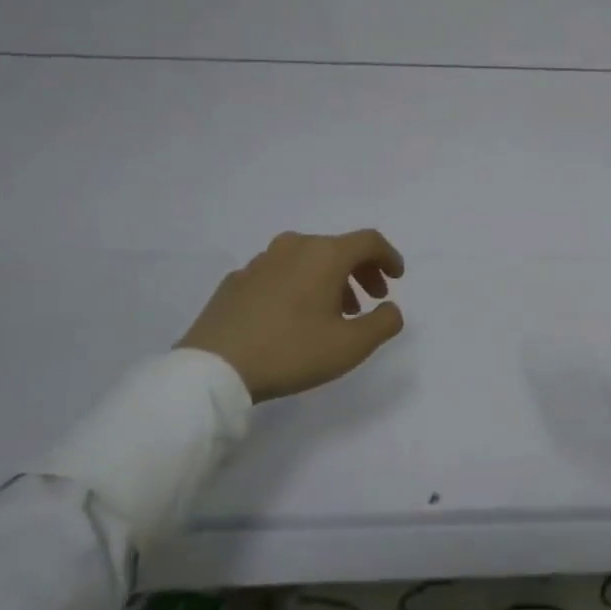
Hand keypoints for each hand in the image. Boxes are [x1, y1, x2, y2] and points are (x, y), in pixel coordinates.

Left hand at [178, 230, 405, 402]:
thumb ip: (383, 323)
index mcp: (324, 255)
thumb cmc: (291, 351)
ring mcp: (260, 261)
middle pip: (338, 248)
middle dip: (361, 271)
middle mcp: (293, 247)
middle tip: (370, 299)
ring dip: (329, 280)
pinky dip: (298, 285)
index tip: (397, 278)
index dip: (389, 257)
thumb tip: (391, 308)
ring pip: (307, 260)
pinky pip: (280, 273)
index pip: (369, 241)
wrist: (214, 368)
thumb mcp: (351, 346)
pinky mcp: (236, 280)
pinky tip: (294, 316)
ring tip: (334, 313)